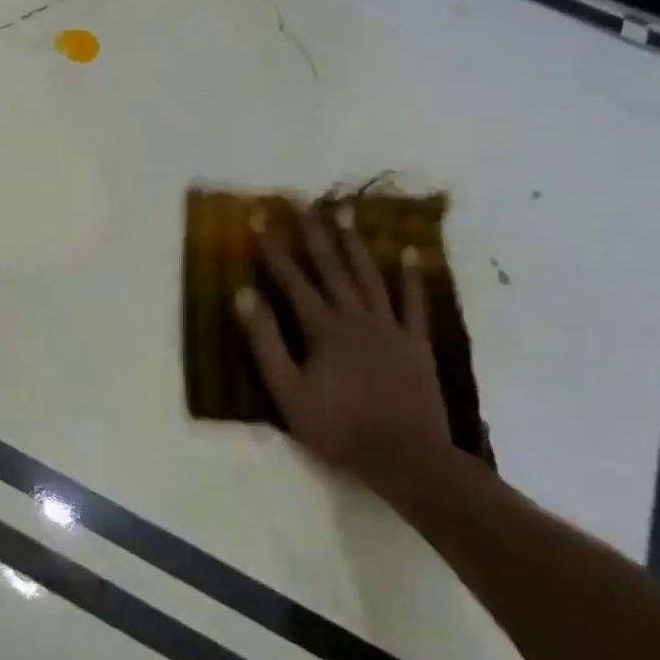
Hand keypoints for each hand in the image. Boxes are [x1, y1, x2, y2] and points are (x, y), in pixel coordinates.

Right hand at [235, 203, 453, 488]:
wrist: (405, 457)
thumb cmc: (338, 428)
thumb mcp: (287, 392)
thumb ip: (265, 342)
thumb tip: (243, 295)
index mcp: (323, 329)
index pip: (293, 280)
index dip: (274, 248)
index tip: (260, 218)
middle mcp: (357, 317)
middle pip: (332, 268)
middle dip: (314, 234)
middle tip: (304, 202)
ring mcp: (391, 328)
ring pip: (370, 276)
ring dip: (356, 243)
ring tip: (346, 212)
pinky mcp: (416, 343)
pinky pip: (414, 303)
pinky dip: (411, 277)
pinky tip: (408, 253)